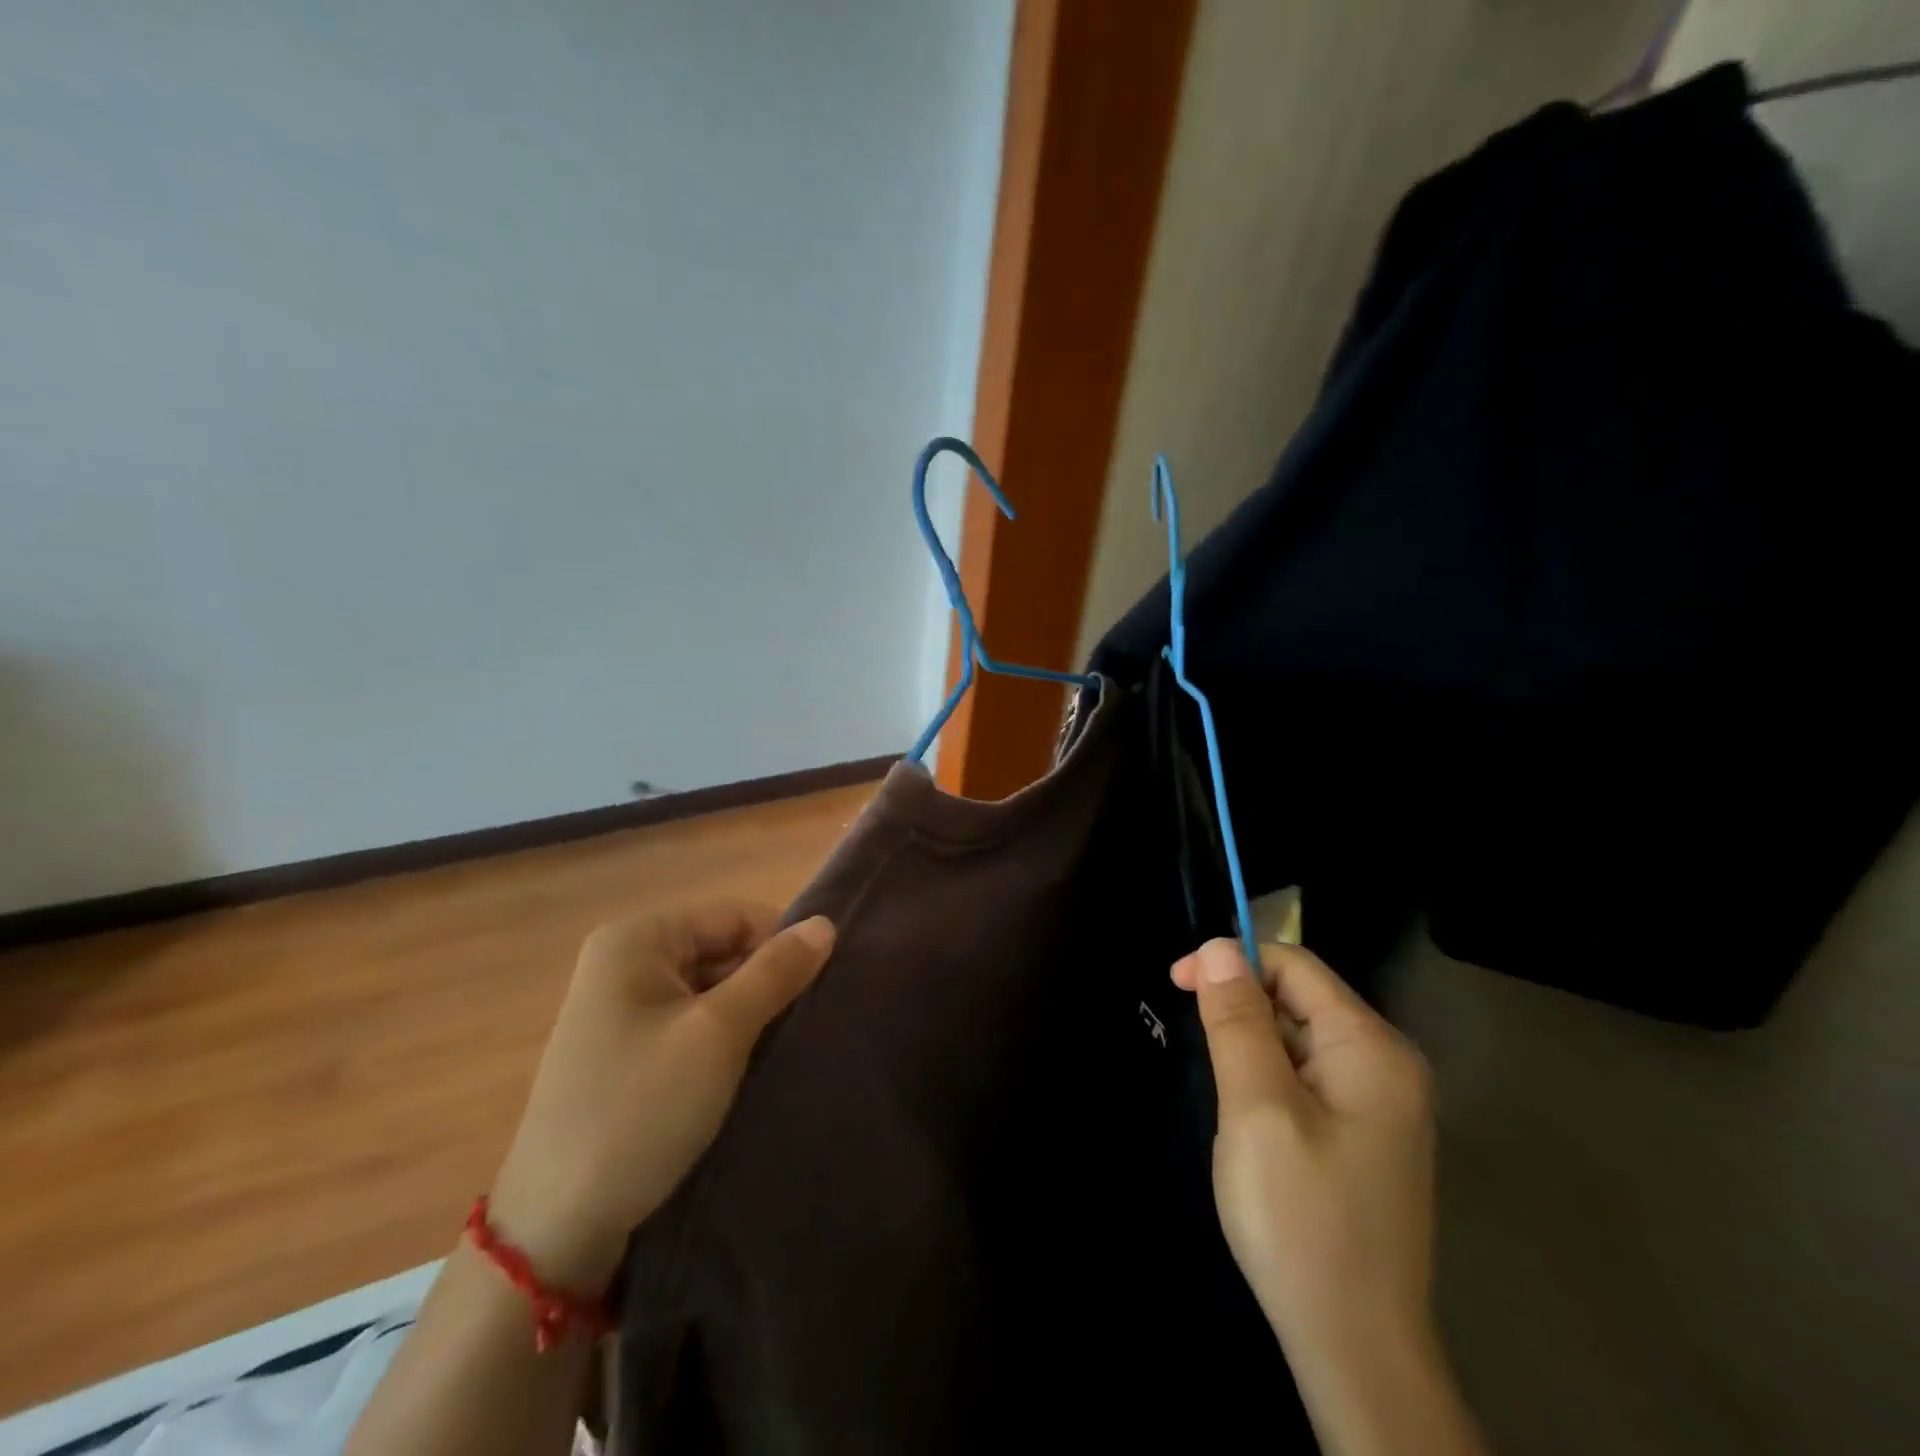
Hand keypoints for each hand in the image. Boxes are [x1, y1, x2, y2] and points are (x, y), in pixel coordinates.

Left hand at [488, 902, 834, 1291]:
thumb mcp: (719, 1034)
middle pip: (721, 949)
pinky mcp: (624, 1051)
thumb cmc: (640, 1111)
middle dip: (764, 982)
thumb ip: (775, 972)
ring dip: (747, 1014)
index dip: (780, 944)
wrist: (555, 1231)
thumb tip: (826, 924)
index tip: (817, 989)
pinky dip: (722, 1040)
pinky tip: (745, 1071)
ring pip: (709, 989)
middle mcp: (623, 962)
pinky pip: (690, 1023)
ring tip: (780, 1049)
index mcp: (636, 939)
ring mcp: (619, 1009)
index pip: (734, 915)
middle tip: (802, 1025)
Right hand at [1171, 939, 1435, 1376]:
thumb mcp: (1257, 1108)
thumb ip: (1237, 1020)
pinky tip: (1251, 1119)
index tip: (1175, 983)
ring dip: (1252, 1044)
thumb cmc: (1300, 1218)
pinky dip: (1269, 1077)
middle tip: (1197, 1047)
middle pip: (1300, 998)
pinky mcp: (1365, 1135)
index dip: (1232, 961)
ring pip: (1299, 1038)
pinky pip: (1308, 1077)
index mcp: (1371, 1047)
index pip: (1294, 965)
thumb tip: (1218, 946)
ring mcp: (1381, 1104)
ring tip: (1224, 1092)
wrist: (1355, 1348)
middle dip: (1241, 1005)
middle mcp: (1386, 1064)